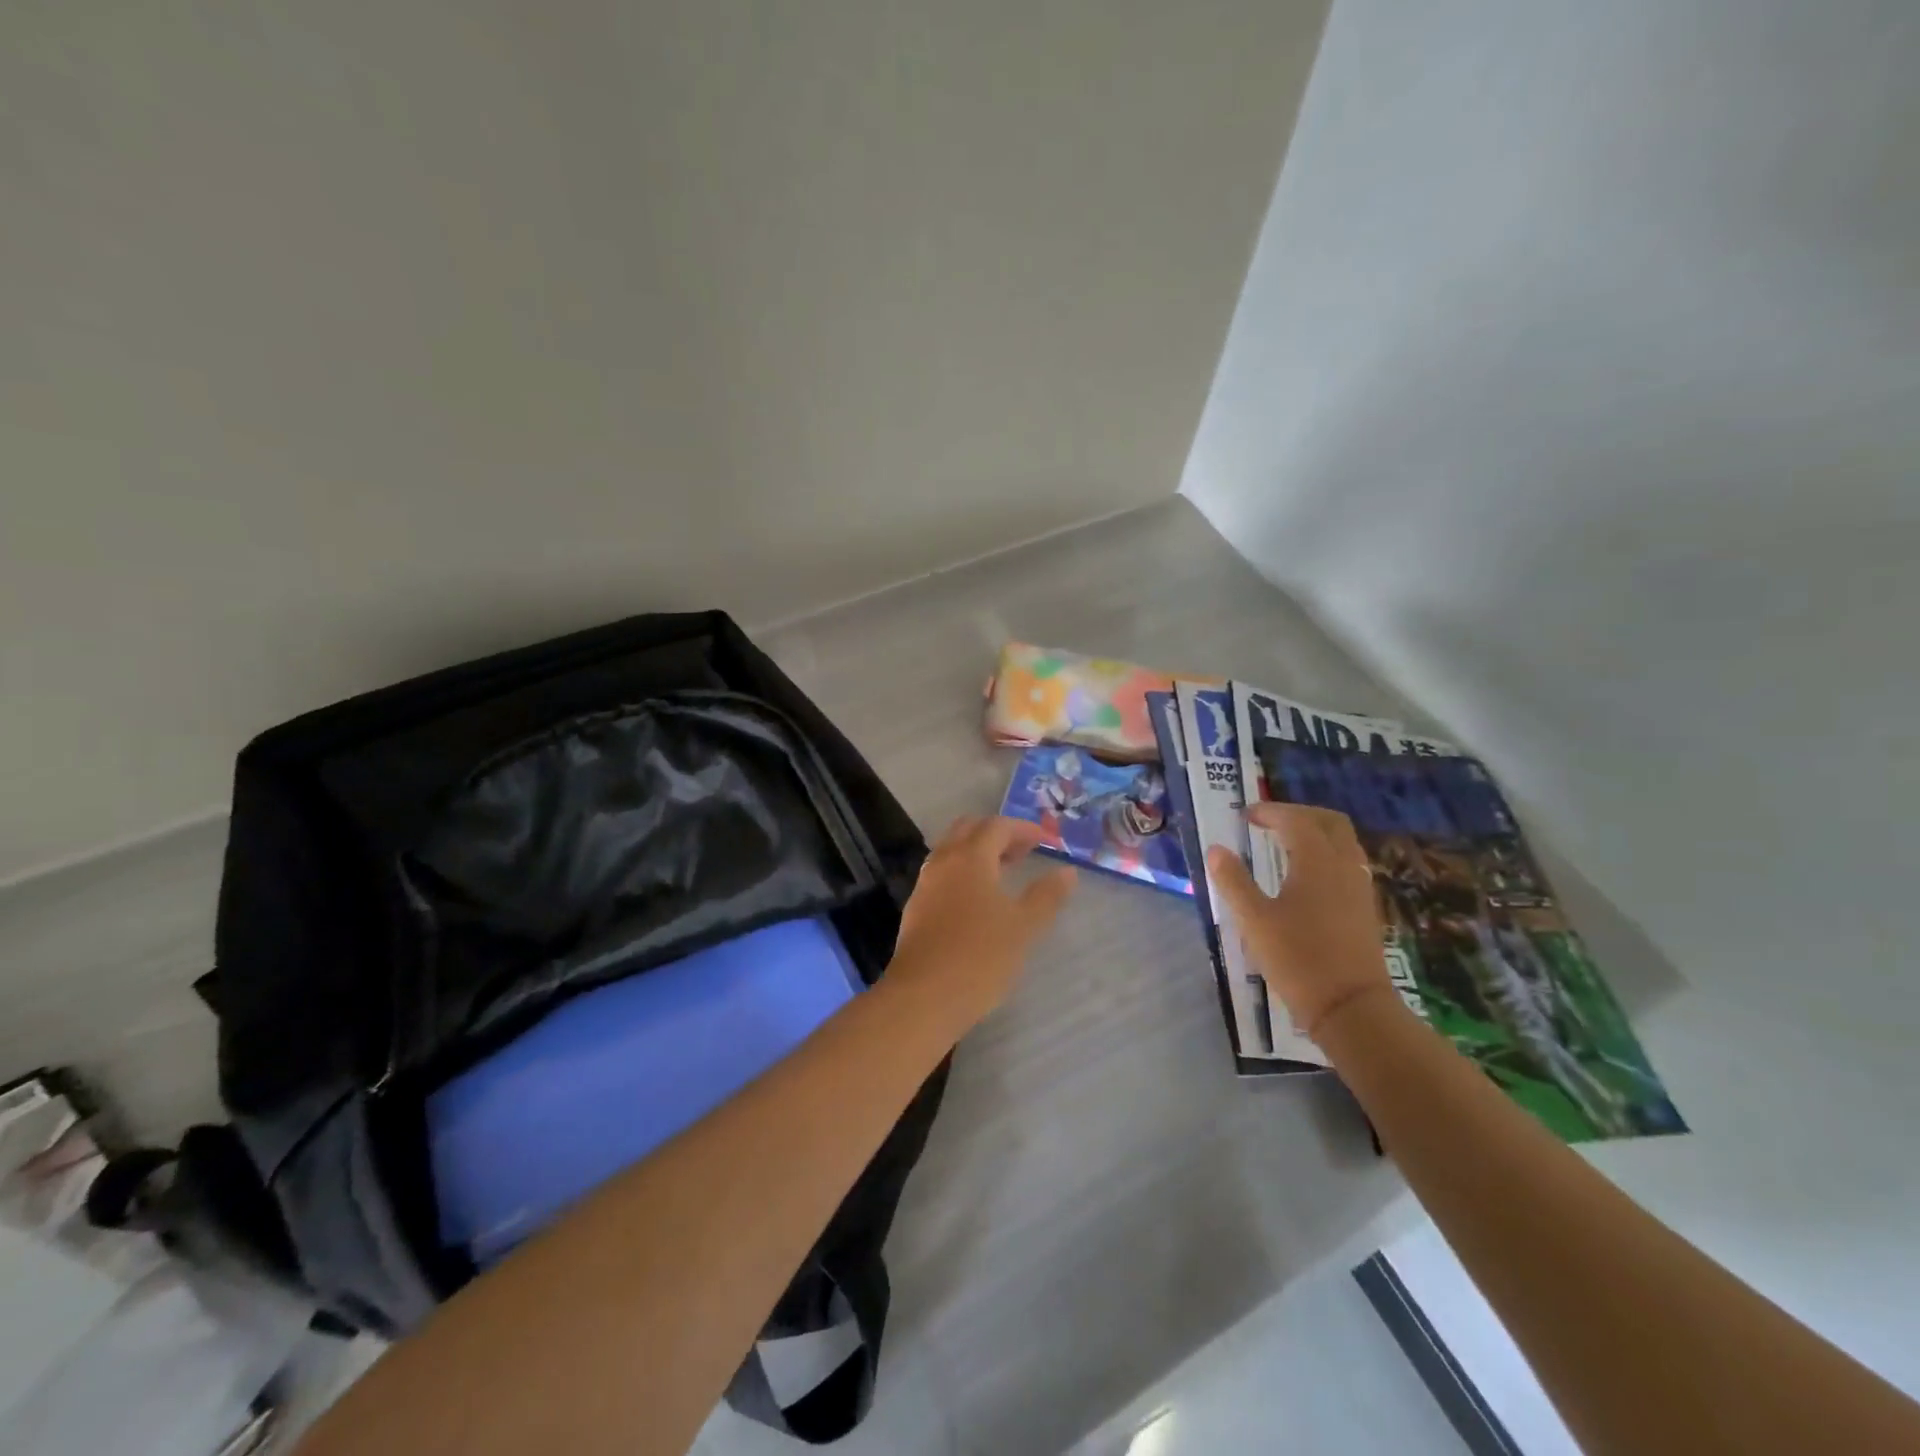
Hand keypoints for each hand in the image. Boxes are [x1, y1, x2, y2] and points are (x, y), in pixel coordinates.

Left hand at [889, 816, 1076, 1029]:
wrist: (923, 996)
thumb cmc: (980, 956)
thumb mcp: (1023, 926)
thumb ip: (1046, 896)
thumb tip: (1067, 872)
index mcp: (970, 857)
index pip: (997, 826)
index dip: (1023, 829)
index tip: (1045, 841)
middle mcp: (944, 862)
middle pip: (968, 829)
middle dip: (997, 834)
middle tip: (1022, 852)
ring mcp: (925, 884)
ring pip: (951, 851)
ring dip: (977, 852)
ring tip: (1003, 874)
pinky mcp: (916, 908)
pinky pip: (941, 874)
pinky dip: (962, 872)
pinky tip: (977, 900)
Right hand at [1206, 803, 1394, 1038]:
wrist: (1352, 1007)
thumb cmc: (1298, 959)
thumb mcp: (1253, 920)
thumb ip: (1233, 881)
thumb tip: (1216, 849)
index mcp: (1316, 861)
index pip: (1295, 820)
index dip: (1269, 812)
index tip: (1245, 816)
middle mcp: (1344, 865)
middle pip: (1329, 821)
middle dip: (1298, 814)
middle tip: (1269, 821)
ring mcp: (1360, 885)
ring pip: (1343, 841)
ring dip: (1315, 832)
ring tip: (1285, 843)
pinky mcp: (1365, 906)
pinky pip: (1348, 861)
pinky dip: (1326, 852)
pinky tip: (1306, 873)